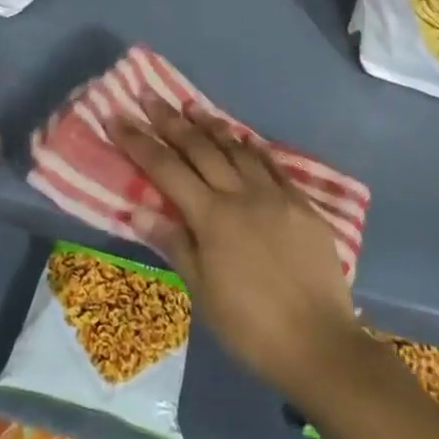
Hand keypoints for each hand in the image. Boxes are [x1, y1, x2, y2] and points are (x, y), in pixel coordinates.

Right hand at [108, 99, 361, 402]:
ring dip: (210, 125)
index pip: (165, 169)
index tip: (118, 116)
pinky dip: (252, 147)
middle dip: (170, 120)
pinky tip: (242, 136)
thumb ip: (174, 243)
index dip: (139, 141)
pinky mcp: (301, 204)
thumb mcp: (203, 291)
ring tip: (190, 105)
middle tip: (149, 95)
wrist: (320, 344)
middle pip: (199, 148)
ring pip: (236, 148)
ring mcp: (274, 195)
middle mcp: (241, 195)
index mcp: (211, 217)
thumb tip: (137, 209)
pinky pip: (271, 164)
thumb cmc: (251, 326)